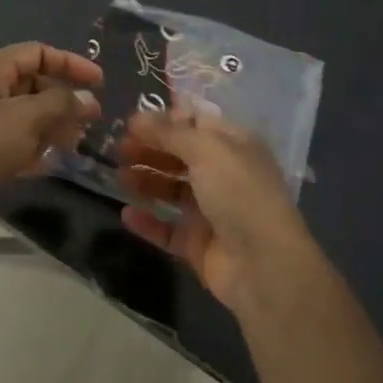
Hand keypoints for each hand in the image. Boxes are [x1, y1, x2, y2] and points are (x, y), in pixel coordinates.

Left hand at [0, 42, 102, 195]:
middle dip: (64, 100)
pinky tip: (51, 164)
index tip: (99, 82)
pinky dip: (35, 148)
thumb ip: (62, 104)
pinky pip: (16, 141)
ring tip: (76, 143)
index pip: (38, 53)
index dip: (71, 63)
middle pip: (34, 84)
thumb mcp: (28, 117)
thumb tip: (88, 100)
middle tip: (92, 119)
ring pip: (28, 115)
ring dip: (53, 126)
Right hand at [118, 107, 314, 312]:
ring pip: (171, 190)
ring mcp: (211, 211)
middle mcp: (223, 174)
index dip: (165, 120)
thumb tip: (138, 118)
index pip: (196, 123)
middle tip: (118, 148)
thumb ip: (169, 132)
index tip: (132, 122)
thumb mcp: (207, 150)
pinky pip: (166, 228)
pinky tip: (126, 213)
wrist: (263, 265)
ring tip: (120, 176)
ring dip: (146, 180)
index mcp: (234, 146)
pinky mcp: (198, 243)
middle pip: (180, 156)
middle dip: (150, 148)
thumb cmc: (239, 193)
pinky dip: (147, 221)